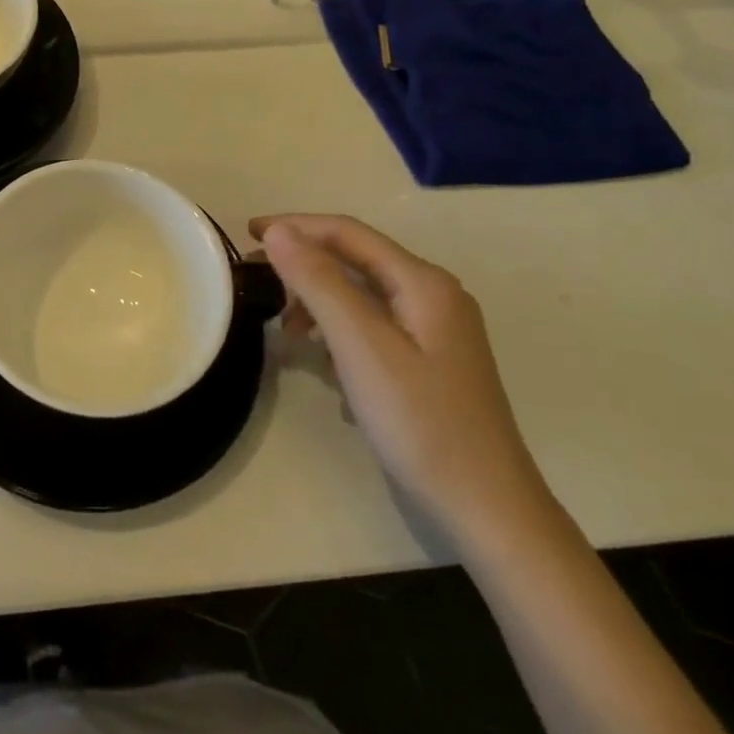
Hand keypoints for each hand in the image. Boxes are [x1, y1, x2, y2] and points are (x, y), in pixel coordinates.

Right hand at [250, 213, 557, 554]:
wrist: (486, 508)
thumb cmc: (420, 422)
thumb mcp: (361, 346)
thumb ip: (319, 282)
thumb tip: (278, 231)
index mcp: (423, 282)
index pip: (347, 232)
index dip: (295, 226)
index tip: (247, 235)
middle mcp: (433, 295)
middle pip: (356, 260)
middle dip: (304, 266)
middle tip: (259, 284)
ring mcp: (435, 330)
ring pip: (363, 296)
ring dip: (320, 304)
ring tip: (288, 334)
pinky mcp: (430, 361)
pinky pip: (374, 328)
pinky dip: (341, 335)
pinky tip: (329, 369)